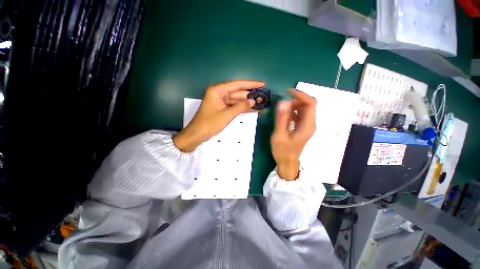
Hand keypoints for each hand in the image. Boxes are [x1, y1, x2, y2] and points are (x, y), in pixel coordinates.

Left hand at [173, 80, 264, 151]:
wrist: (197, 134)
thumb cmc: (210, 123)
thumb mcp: (227, 114)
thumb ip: (241, 106)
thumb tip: (253, 101)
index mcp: (218, 90)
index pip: (237, 84)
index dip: (251, 84)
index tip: (262, 84)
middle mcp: (219, 93)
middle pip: (238, 92)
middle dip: (250, 95)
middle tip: (263, 96)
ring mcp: (220, 101)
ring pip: (237, 100)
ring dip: (247, 102)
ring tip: (260, 103)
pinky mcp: (221, 108)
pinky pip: (234, 106)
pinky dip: (242, 108)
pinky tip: (252, 109)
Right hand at [271, 89, 316, 179]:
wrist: (287, 162)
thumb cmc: (282, 150)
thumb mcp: (279, 135)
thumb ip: (281, 119)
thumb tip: (283, 102)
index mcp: (307, 125)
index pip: (311, 103)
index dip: (301, 95)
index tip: (288, 92)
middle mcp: (310, 124)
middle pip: (309, 104)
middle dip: (297, 99)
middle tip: (283, 101)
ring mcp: (307, 125)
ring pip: (305, 109)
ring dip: (294, 105)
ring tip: (282, 108)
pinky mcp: (302, 127)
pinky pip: (300, 114)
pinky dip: (293, 110)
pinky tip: (284, 114)